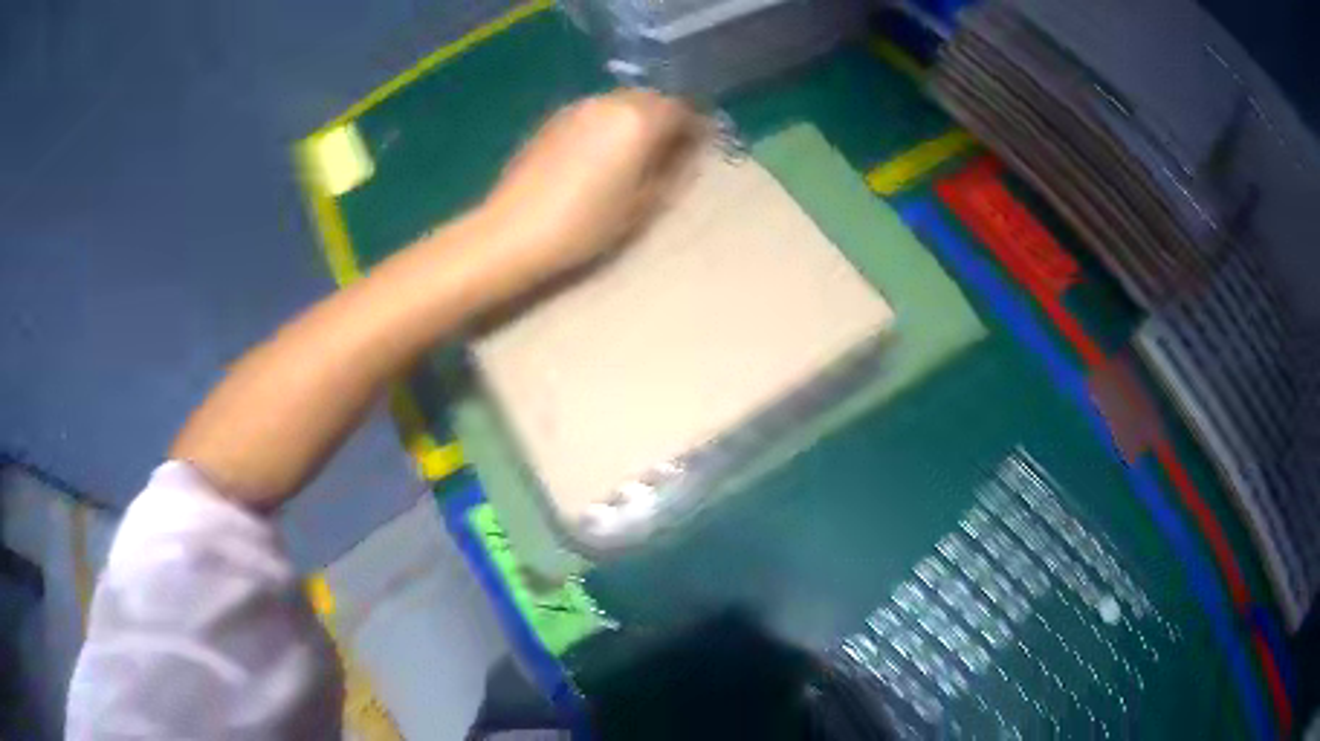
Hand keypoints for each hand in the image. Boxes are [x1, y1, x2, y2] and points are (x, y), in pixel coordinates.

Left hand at [480, 88, 703, 274]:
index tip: (700, 150)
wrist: (512, 232)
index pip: (683, 109)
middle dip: (667, 120)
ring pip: (622, 103)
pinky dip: (610, 124)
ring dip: (637, 120)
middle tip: (671, 152)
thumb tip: (689, 153)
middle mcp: (610, 101)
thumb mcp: (643, 206)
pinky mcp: (553, 119)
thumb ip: (674, 172)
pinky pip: (596, 112)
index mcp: (638, 119)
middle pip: (652, 99)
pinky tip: (602, 154)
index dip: (697, 128)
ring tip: (636, 154)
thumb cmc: (585, 226)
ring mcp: (577, 107)